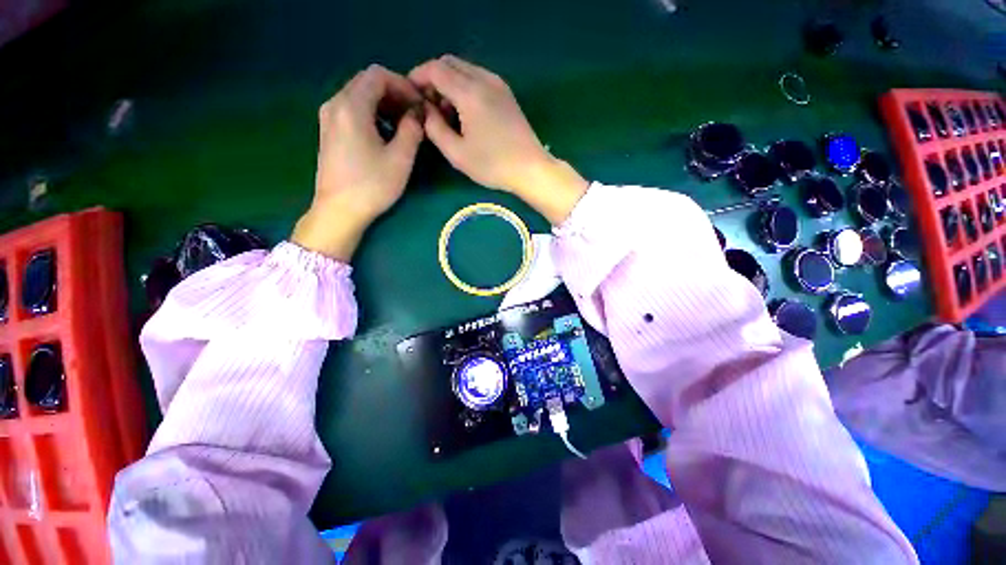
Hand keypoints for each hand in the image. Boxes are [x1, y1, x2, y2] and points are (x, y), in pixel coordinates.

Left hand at [292, 65, 423, 260]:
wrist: (339, 210)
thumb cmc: (372, 186)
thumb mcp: (400, 159)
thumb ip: (412, 130)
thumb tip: (417, 114)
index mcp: (351, 106)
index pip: (378, 75)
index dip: (403, 85)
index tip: (420, 105)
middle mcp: (335, 104)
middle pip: (366, 82)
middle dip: (394, 93)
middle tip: (415, 115)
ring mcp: (328, 118)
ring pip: (359, 95)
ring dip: (384, 104)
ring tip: (403, 125)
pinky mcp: (329, 131)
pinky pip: (351, 109)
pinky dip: (371, 113)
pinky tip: (385, 133)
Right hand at [409, 55, 588, 224]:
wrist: (530, 168)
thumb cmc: (493, 165)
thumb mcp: (457, 153)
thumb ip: (434, 128)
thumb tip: (425, 110)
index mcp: (470, 92)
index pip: (435, 69)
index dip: (417, 78)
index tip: (410, 96)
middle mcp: (484, 79)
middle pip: (449, 63)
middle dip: (433, 79)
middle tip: (429, 107)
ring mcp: (499, 84)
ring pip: (465, 69)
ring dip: (449, 83)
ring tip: (447, 114)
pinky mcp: (507, 93)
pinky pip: (478, 78)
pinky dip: (465, 87)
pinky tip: (466, 113)